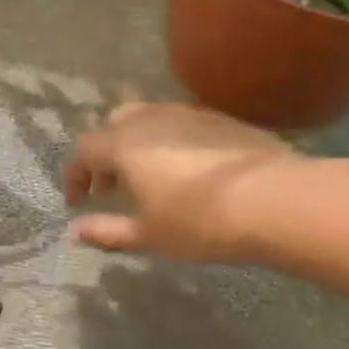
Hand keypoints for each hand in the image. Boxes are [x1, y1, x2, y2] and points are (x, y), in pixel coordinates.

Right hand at [63, 102, 305, 262]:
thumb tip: (75, 231)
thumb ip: (107, 230)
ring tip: (149, 179)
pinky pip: (181, 124)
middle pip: (114, 124)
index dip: (76, 175)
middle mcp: (151, 119)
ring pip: (149, 118)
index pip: (84, 149)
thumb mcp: (148, 235)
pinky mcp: (220, 119)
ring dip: (137, 145)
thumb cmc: (199, 221)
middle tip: (111, 187)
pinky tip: (186, 172)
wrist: (273, 199)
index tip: (79, 201)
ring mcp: (189, 114)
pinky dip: (168, 142)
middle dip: (105, 153)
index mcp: (124, 144)